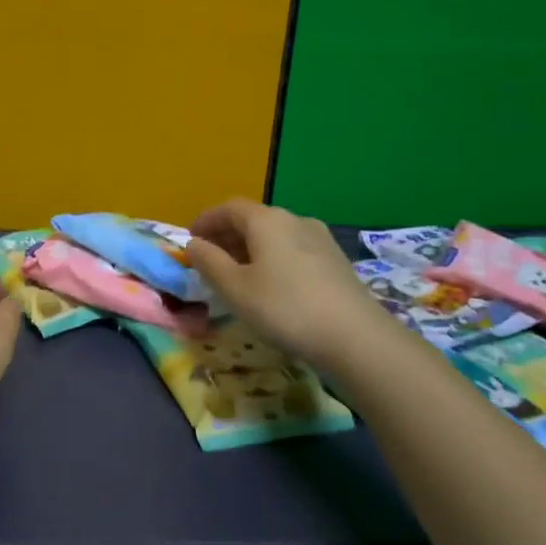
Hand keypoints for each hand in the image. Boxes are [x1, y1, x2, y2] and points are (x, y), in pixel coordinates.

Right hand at [185, 199, 378, 367]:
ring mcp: (320, 238)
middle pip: (254, 219)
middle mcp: (295, 220)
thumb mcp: (235, 288)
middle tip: (210, 258)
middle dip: (227, 235)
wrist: (355, 336)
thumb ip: (209, 262)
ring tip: (238, 273)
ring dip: (251, 247)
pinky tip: (271, 283)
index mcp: (267, 220)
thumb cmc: (284, 308)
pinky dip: (273, 257)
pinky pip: (293, 249)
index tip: (191, 238)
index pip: (229, 208)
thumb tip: (194, 244)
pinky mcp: (335, 260)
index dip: (206, 220)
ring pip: (275, 235)